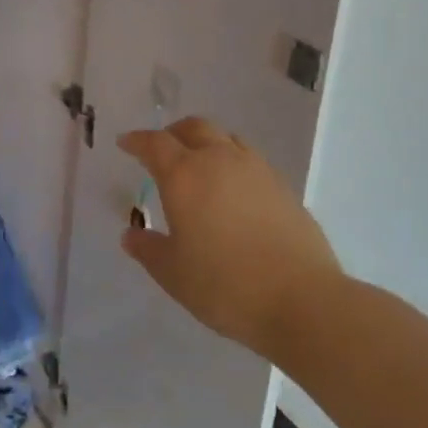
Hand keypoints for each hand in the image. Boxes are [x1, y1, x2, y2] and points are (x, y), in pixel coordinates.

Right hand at [120, 117, 342, 357]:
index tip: (125, 143)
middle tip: (162, 149)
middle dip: (173, 133)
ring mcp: (255, 169)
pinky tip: (234, 188)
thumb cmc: (225, 285)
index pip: (154, 143)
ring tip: (200, 164)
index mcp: (184, 175)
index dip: (137, 140)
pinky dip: (232, 161)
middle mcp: (218, 160)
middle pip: (193, 127)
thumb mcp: (174, 274)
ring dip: (206, 142)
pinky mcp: (282, 186)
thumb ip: (148, 250)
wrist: (302, 300)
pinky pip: (249, 158)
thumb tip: (129, 235)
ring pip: (225, 137)